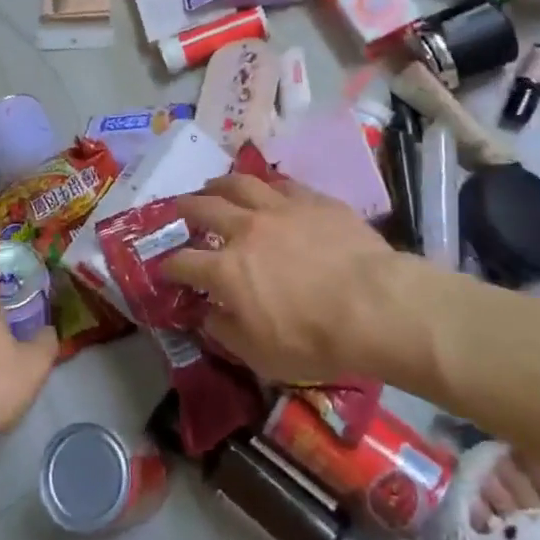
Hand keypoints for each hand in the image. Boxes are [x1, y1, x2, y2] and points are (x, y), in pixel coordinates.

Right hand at [161, 174, 408, 383]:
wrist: (375, 305)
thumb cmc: (315, 339)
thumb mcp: (260, 355)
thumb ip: (226, 331)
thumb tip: (207, 314)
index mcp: (226, 270)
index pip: (183, 262)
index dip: (168, 266)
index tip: (164, 268)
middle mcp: (245, 230)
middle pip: (204, 209)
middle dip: (184, 209)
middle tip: (178, 209)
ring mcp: (280, 209)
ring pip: (240, 184)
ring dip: (219, 184)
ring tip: (212, 186)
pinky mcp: (313, 200)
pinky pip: (282, 184)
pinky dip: (267, 186)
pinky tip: (267, 188)